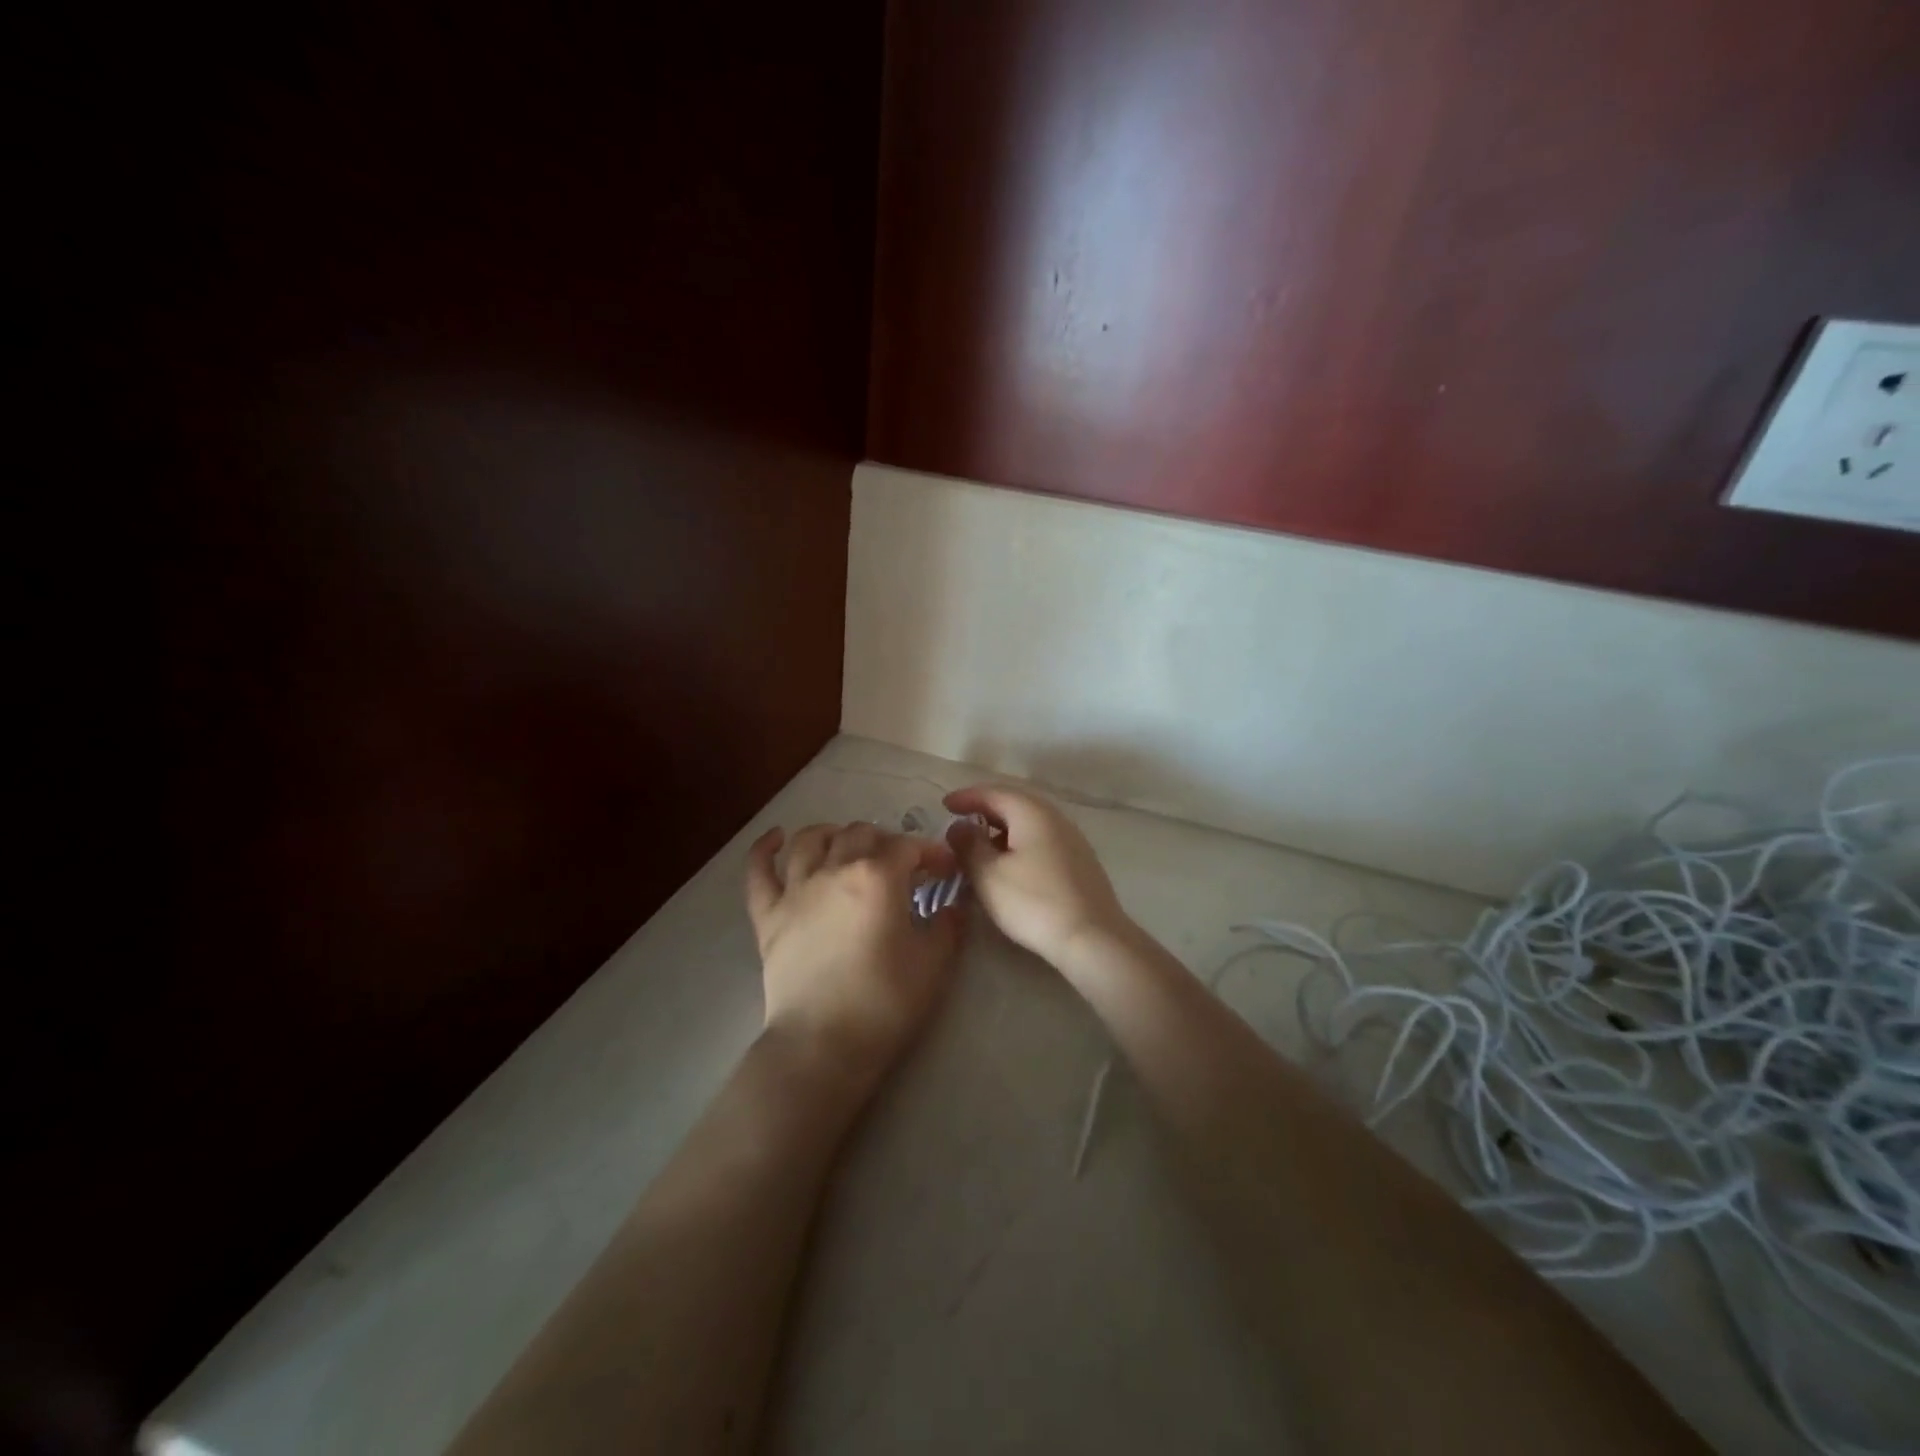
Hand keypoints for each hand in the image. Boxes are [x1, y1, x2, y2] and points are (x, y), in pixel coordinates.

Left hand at [745, 822, 962, 1097]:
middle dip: (886, 841)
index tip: (945, 870)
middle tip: (900, 865)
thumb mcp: (934, 964)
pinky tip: (776, 838)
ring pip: (810, 840)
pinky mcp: (768, 915)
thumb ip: (948, 924)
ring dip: (833, 833)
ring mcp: (795, 890)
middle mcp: (834, 869)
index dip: (931, 852)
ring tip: (846, 842)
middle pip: (860, 834)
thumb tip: (954, 903)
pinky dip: (765, 849)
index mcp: (878, 877)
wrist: (822, 1044)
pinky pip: (759, 871)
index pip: (909, 846)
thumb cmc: (885, 1003)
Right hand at [942, 785, 1129, 968]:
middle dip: (985, 811)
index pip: (993, 792)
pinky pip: (1041, 841)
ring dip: (1002, 830)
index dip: (966, 797)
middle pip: (1014, 804)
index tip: (944, 805)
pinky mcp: (1080, 862)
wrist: (1092, 938)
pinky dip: (1019, 845)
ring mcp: (1072, 839)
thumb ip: (968, 845)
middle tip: (961, 822)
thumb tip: (959, 826)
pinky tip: (1009, 866)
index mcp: (1032, 812)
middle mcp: (1055, 817)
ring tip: (980, 846)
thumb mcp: (988, 874)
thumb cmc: (1033, 901)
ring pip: (1029, 824)